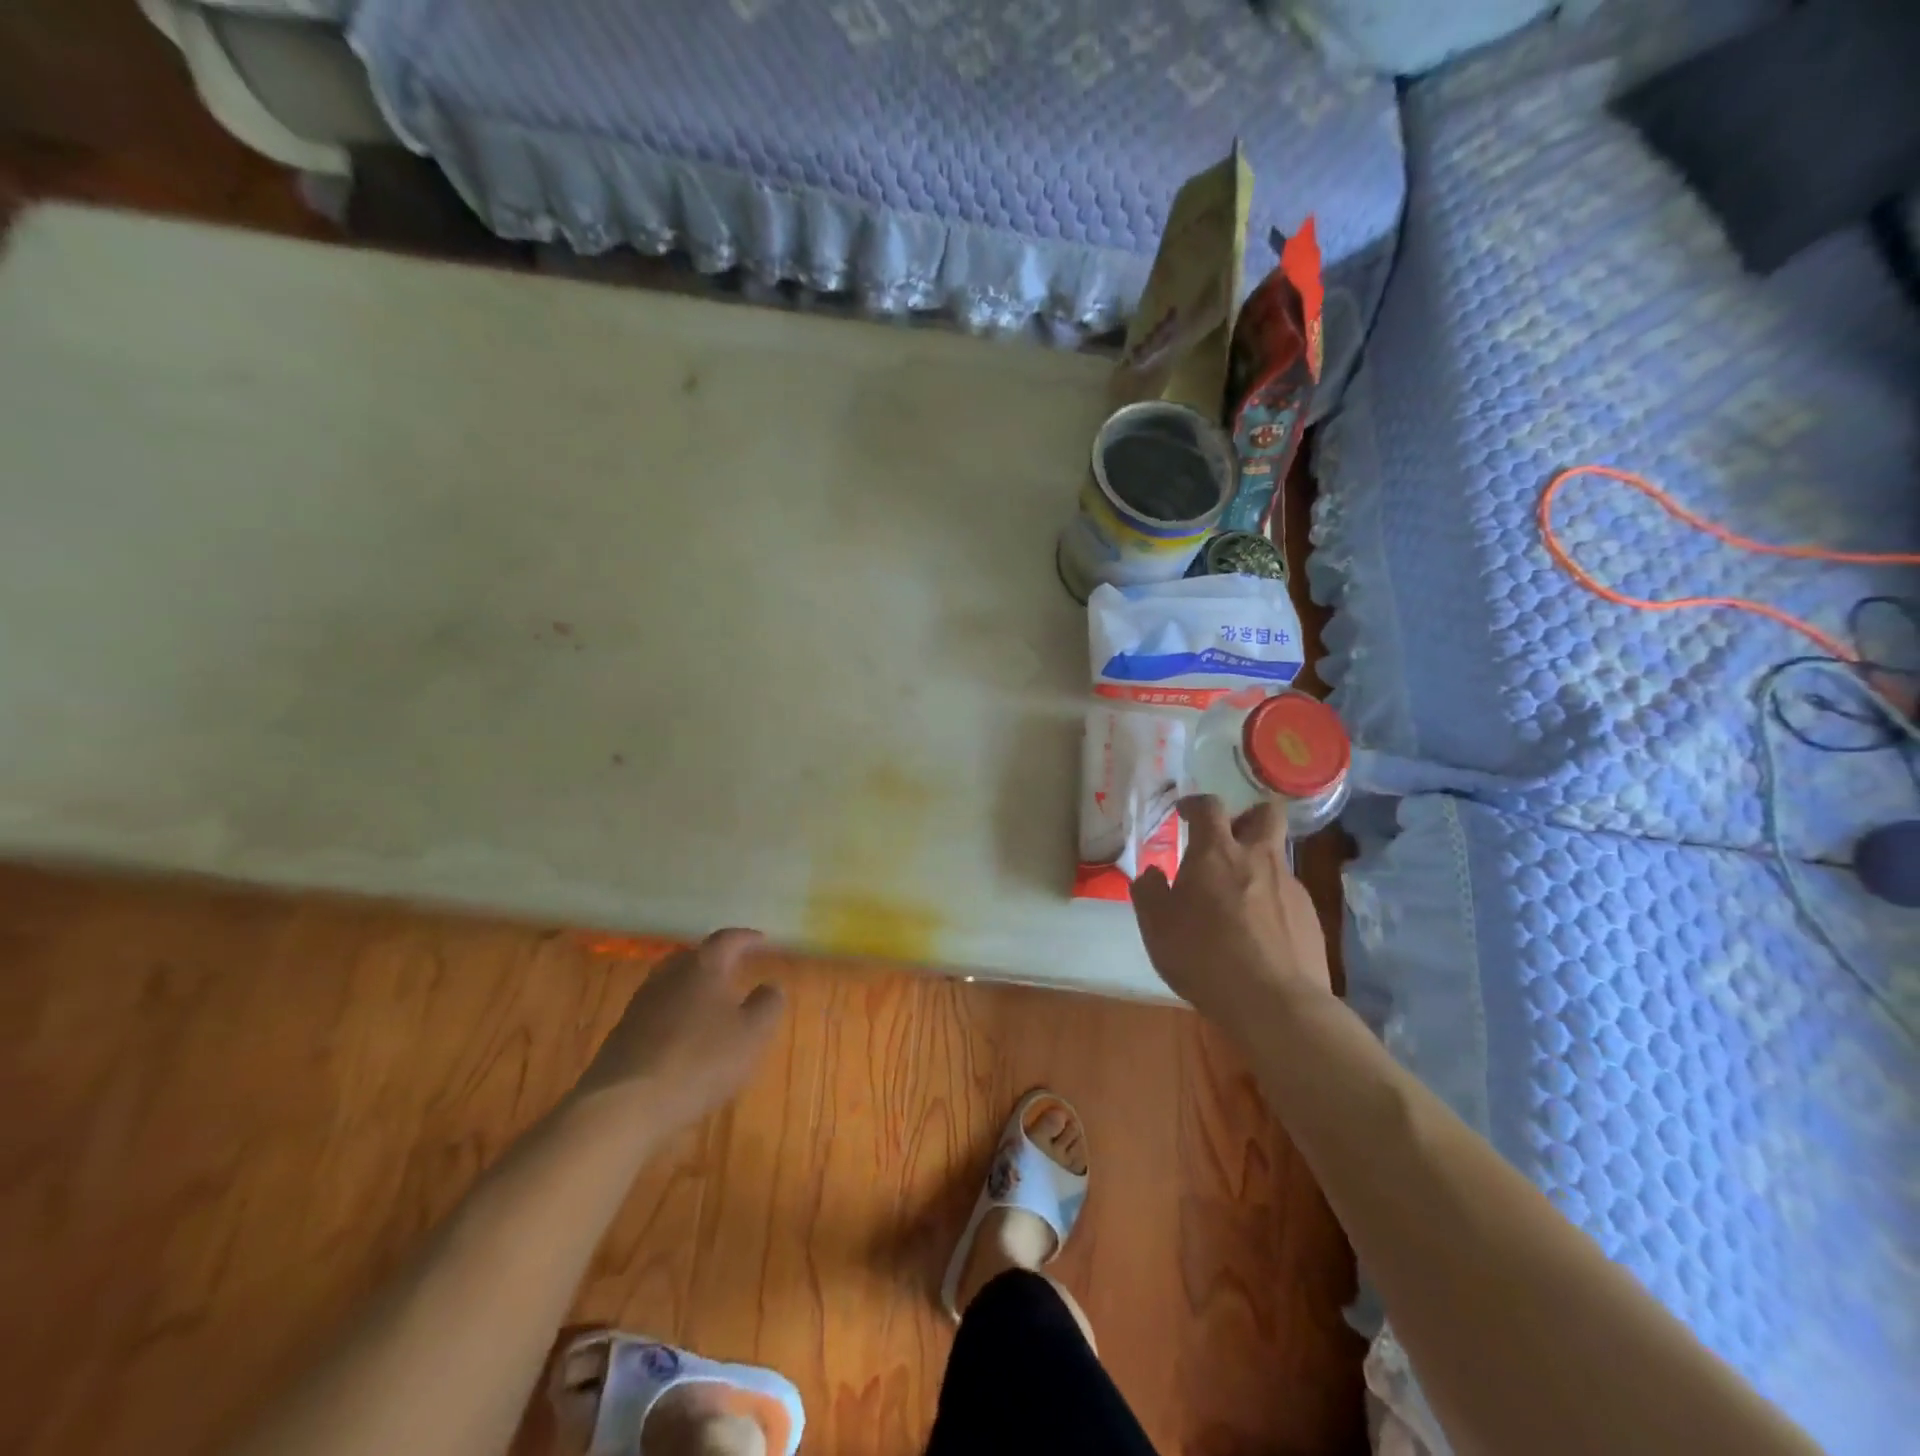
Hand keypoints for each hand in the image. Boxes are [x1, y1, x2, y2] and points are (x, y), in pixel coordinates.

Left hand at [571, 929, 786, 1130]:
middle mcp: (669, 975)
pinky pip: (656, 1011)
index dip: (746, 938)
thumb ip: (768, 1005)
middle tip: (733, 967)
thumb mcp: (752, 1035)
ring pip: (672, 983)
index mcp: (703, 966)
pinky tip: (683, 1035)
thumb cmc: (700, 1061)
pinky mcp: (622, 1033)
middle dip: (715, 959)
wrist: (624, 1106)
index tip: (761, 939)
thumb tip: (771, 985)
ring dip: (692, 987)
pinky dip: (674, 1013)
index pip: (727, 939)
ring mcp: (641, 1003)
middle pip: (693, 956)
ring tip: (709, 1002)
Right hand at [1129, 796, 1331, 1027]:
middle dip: (1247, 817)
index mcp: (1216, 853)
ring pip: (1277, 857)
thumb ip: (1149, 893)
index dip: (1195, 804)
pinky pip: (1287, 895)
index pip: (1209, 807)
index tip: (1185, 813)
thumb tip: (1151, 874)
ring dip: (1258, 865)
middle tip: (1228, 838)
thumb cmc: (1204, 957)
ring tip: (1237, 898)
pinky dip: (1271, 902)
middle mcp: (1258, 858)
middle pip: (1266, 814)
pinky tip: (1258, 933)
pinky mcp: (1310, 917)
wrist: (1275, 1004)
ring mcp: (1290, 886)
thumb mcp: (1157, 927)